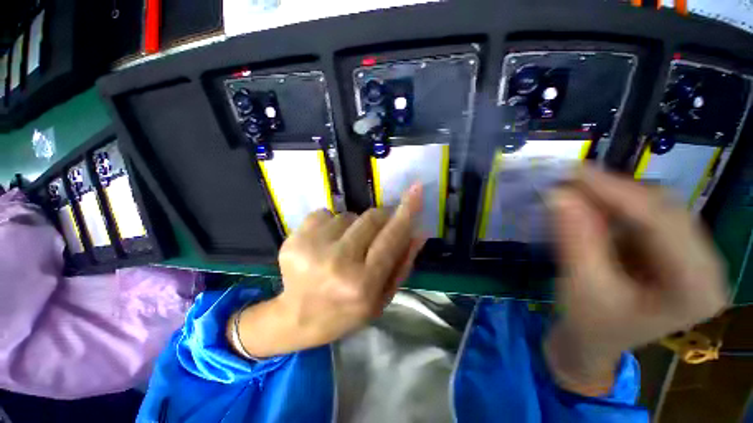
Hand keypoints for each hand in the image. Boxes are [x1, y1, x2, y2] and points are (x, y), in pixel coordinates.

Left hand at [229, 184, 425, 357]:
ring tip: (344, 247)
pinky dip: (331, 224)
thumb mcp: (381, 298)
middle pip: (371, 217)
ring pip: (348, 215)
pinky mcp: (294, 238)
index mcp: (363, 283)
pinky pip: (324, 213)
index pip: (392, 237)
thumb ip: (402, 264)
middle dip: (380, 218)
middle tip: (376, 231)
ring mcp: (312, 248)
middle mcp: (338, 261)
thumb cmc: (345, 312)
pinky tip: (324, 244)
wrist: (296, 319)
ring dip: (353, 226)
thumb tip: (418, 232)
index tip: (416, 189)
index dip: (407, 210)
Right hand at [544, 167, 727, 395]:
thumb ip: (575, 238)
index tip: (574, 171)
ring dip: (615, 197)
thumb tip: (559, 194)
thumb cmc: (589, 325)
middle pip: (666, 209)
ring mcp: (693, 257)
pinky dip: (616, 206)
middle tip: (570, 180)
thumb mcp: (580, 286)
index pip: (662, 222)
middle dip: (615, 191)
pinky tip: (592, 206)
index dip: (616, 191)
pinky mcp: (674, 251)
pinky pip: (648, 216)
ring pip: (658, 208)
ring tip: (577, 192)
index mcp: (696, 289)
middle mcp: (707, 267)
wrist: (593, 343)